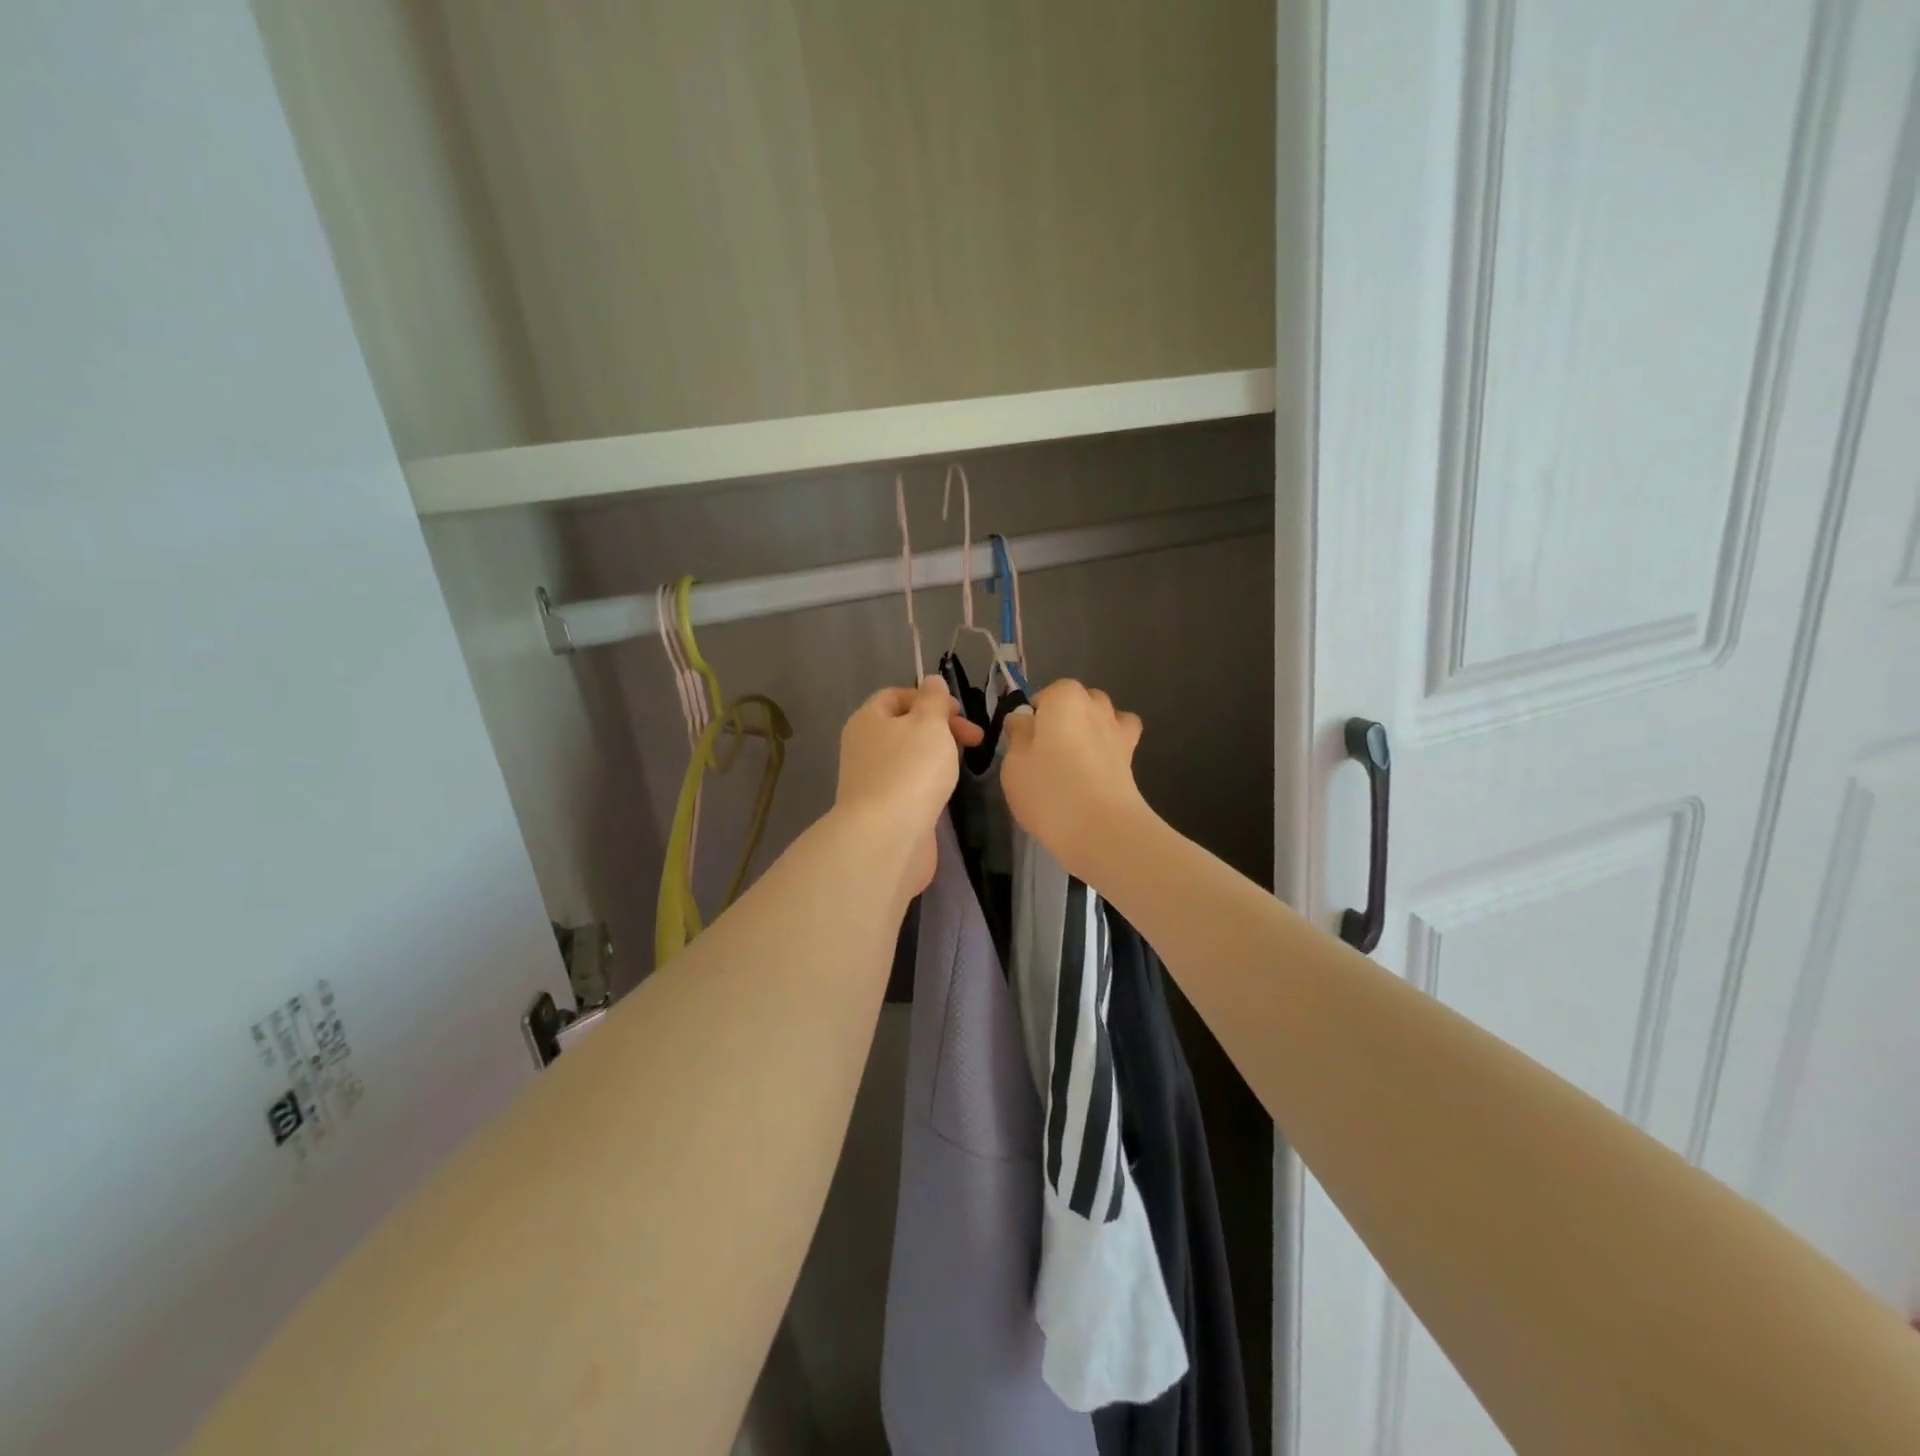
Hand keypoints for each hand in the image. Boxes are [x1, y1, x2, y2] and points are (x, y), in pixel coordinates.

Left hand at [835, 678, 984, 896]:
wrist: (887, 837)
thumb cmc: (910, 770)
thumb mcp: (929, 724)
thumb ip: (934, 700)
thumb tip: (931, 681)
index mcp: (868, 719)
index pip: (896, 695)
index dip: (929, 698)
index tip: (959, 713)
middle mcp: (864, 746)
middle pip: (904, 726)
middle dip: (940, 727)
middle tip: (974, 740)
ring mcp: (871, 780)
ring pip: (908, 757)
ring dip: (936, 756)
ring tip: (961, 765)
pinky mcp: (883, 809)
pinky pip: (908, 784)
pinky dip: (928, 782)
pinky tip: (944, 792)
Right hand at [1002, 680, 1151, 881]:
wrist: (1101, 828)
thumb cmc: (1048, 790)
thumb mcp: (1014, 763)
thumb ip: (1018, 734)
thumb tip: (1023, 719)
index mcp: (1063, 697)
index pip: (1045, 695)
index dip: (1034, 717)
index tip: (1025, 743)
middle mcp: (1096, 705)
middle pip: (1077, 702)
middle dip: (1063, 719)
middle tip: (1045, 753)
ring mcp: (1118, 730)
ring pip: (1102, 717)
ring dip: (1089, 729)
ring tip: (1073, 760)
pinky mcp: (1132, 757)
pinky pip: (1120, 739)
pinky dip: (1110, 745)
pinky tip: (1097, 766)